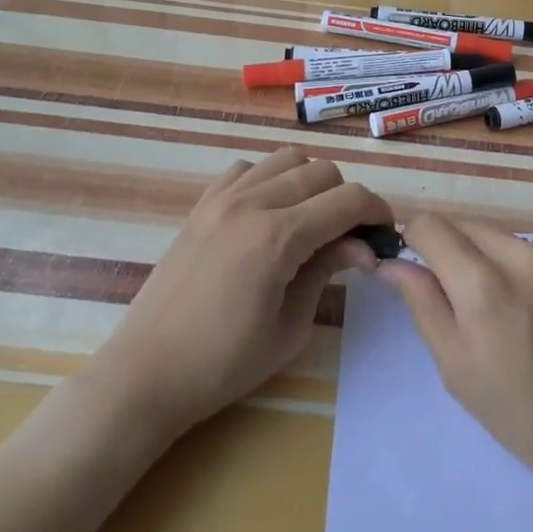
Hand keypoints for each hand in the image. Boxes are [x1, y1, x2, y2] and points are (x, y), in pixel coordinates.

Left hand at [104, 148, 391, 436]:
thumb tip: (362, 246)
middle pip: (322, 172)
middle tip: (350, 237)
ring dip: (310, 182)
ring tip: (311, 220)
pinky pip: (247, 169)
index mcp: (279, 236)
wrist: (147, 372)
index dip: (377, 211)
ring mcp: (222, 199)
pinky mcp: (201, 205)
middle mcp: (252, 203)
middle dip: (347, 198)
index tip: (385, 234)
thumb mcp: (290, 327)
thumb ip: (327, 272)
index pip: (348, 200)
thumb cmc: (224, 364)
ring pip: (286, 159)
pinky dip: (269, 179)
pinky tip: (269, 214)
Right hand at [375, 214, 532, 494]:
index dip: (415, 240)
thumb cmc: (522, 415)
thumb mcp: (456, 368)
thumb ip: (422, 303)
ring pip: (509, 242)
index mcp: (484, 285)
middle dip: (454, 250)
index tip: (417, 264)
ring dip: (496, 262)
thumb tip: (393, 263)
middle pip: (470, 227)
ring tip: (512, 315)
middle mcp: (525, 257)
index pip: (431, 226)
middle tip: (461, 297)